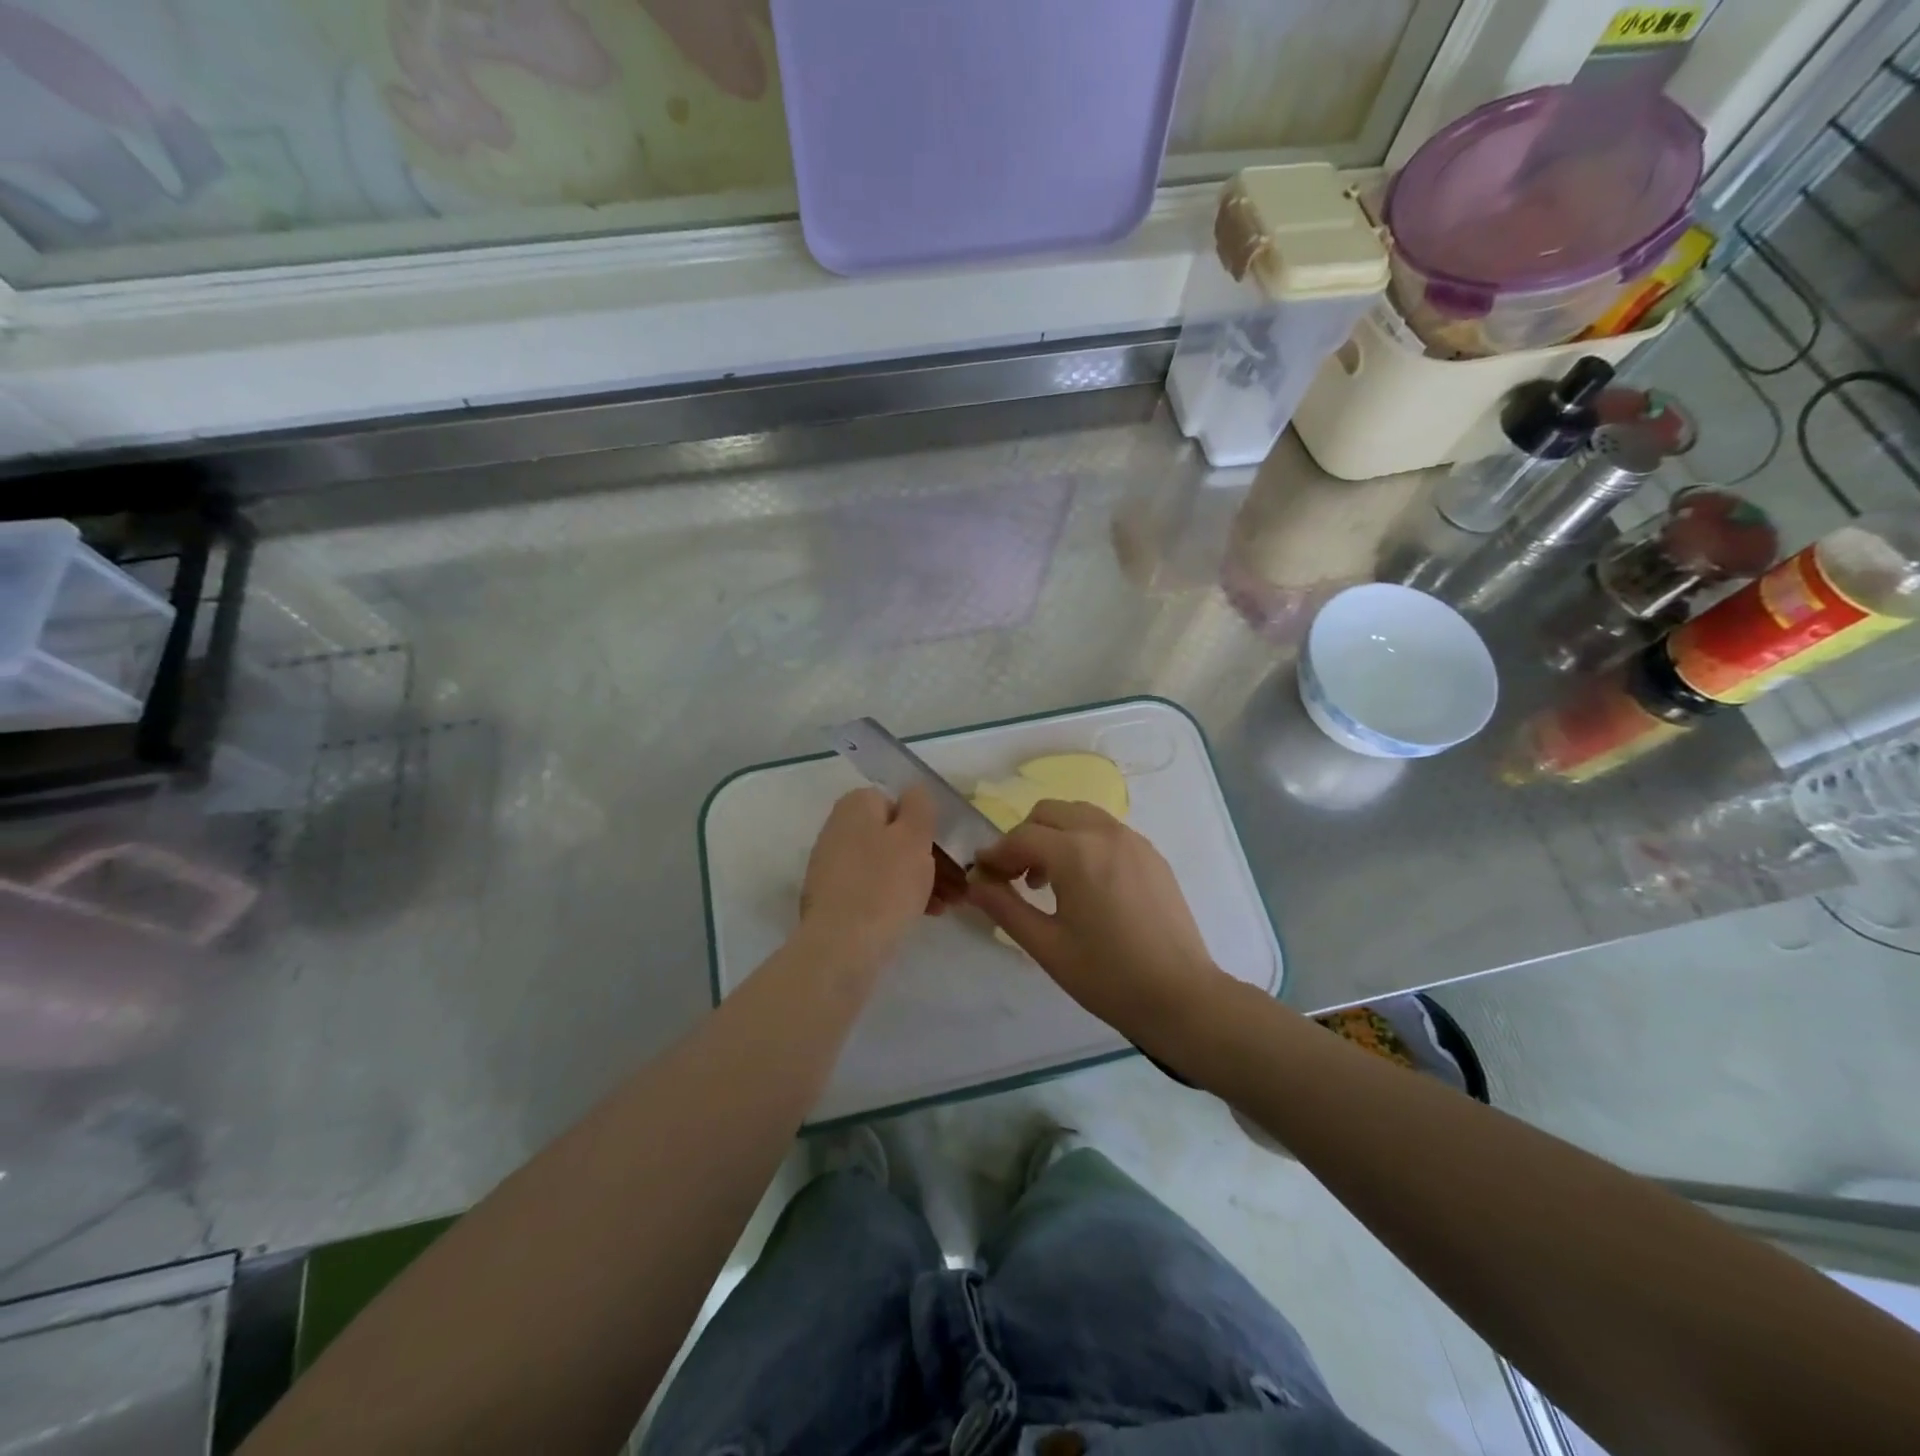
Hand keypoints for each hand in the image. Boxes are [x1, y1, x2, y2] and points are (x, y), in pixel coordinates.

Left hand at [799, 787, 962, 967]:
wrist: (840, 948)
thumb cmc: (884, 885)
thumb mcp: (914, 837)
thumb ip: (919, 805)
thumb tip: (914, 791)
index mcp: (855, 805)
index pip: (899, 802)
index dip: (926, 826)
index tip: (949, 851)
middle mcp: (839, 828)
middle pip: (895, 836)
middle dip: (929, 858)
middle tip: (958, 884)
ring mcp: (833, 865)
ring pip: (888, 864)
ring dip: (919, 880)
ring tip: (948, 904)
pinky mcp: (834, 898)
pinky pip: (874, 889)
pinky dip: (899, 897)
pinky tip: (925, 914)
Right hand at [968, 802, 1231, 1048]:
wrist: (1181, 997)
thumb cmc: (1107, 976)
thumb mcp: (1046, 946)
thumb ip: (1005, 907)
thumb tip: (975, 883)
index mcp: (1076, 853)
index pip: (1021, 837)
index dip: (996, 855)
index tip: (982, 876)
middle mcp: (1105, 833)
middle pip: (1049, 812)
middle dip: (1024, 837)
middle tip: (1013, 876)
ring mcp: (1133, 841)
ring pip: (1079, 815)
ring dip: (1054, 835)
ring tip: (1047, 880)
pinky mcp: (1151, 855)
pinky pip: (1106, 830)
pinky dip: (1083, 841)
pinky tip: (1084, 884)